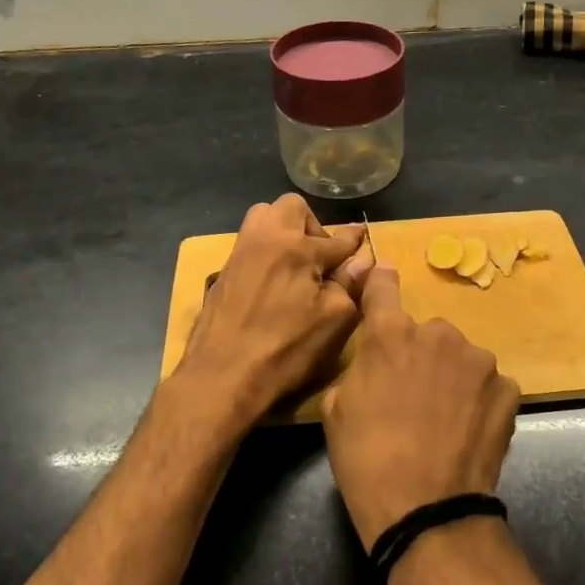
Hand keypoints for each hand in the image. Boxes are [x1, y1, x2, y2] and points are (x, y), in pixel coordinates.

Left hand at [179, 194, 373, 423]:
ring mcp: (239, 252)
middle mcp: (265, 238)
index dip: (353, 242)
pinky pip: (249, 244)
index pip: (336, 238)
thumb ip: (350, 284)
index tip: (362, 240)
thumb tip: (364, 261)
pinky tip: (273, 283)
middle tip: (321, 259)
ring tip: (295, 266)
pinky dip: (266, 252)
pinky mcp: (223, 272)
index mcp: (296, 246)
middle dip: (313, 226)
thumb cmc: (286, 349)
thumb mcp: (334, 320)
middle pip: (292, 208)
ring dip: (284, 231)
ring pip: (264, 218)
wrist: (221, 376)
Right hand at [322, 266, 520, 548]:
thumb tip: (376, 360)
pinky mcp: (508, 389)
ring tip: (445, 418)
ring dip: (453, 376)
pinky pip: (488, 385)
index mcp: (391, 335)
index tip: (383, 277)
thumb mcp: (337, 409)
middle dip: (420, 354)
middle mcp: (439, 334)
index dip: (380, 284)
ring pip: (461, 358)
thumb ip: (360, 367)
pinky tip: (469, 430)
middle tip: (413, 394)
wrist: (426, 511)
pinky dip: (479, 400)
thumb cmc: (367, 461)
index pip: (383, 287)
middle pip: (427, 332)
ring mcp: (479, 361)